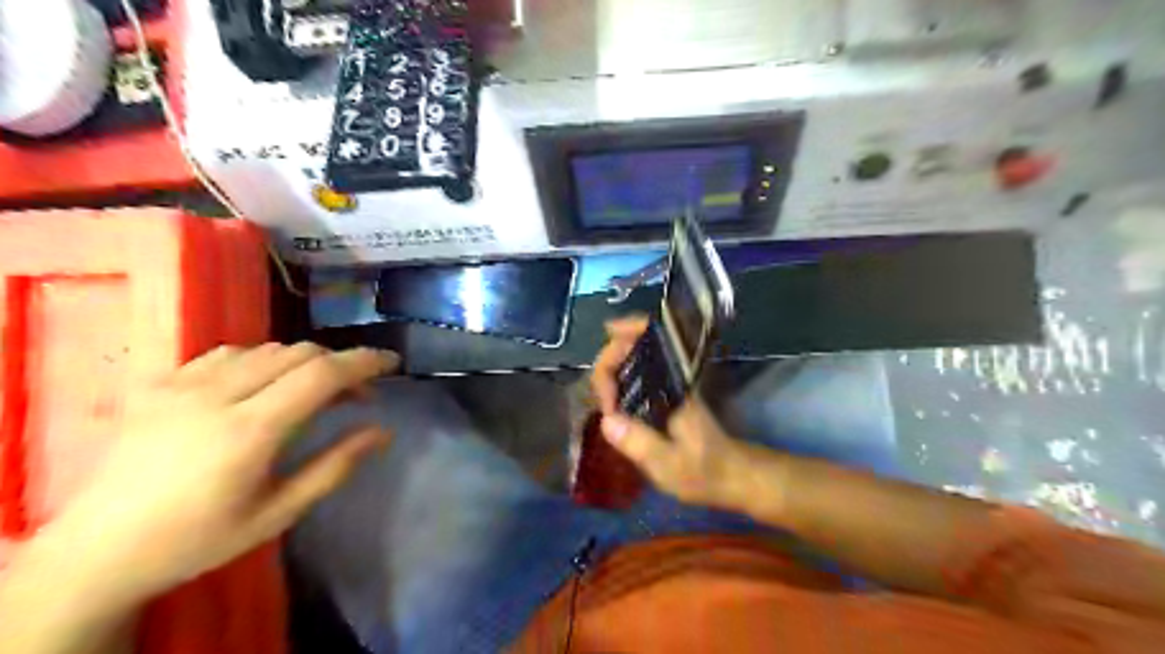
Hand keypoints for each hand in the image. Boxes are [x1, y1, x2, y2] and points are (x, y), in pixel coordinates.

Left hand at [54, 341, 401, 603]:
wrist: (98, 550)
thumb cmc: (200, 538)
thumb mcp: (279, 513)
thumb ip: (335, 467)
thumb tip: (383, 431)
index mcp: (249, 432)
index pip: (321, 375)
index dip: (364, 362)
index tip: (392, 362)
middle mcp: (216, 396)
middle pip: (298, 354)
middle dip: (338, 365)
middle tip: (356, 394)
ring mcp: (181, 384)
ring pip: (265, 349)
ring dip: (303, 362)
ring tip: (312, 391)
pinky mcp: (157, 383)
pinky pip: (226, 353)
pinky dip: (261, 360)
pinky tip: (261, 384)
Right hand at [593, 316, 755, 510]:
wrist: (732, 475)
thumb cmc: (704, 470)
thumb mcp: (670, 464)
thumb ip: (641, 443)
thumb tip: (607, 420)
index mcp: (671, 384)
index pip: (636, 348)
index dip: (610, 367)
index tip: (606, 402)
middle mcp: (669, 374)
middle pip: (632, 343)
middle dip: (607, 360)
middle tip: (600, 397)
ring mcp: (667, 381)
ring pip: (633, 353)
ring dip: (611, 364)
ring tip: (601, 396)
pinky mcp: (664, 393)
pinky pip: (637, 370)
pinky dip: (619, 374)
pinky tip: (610, 397)